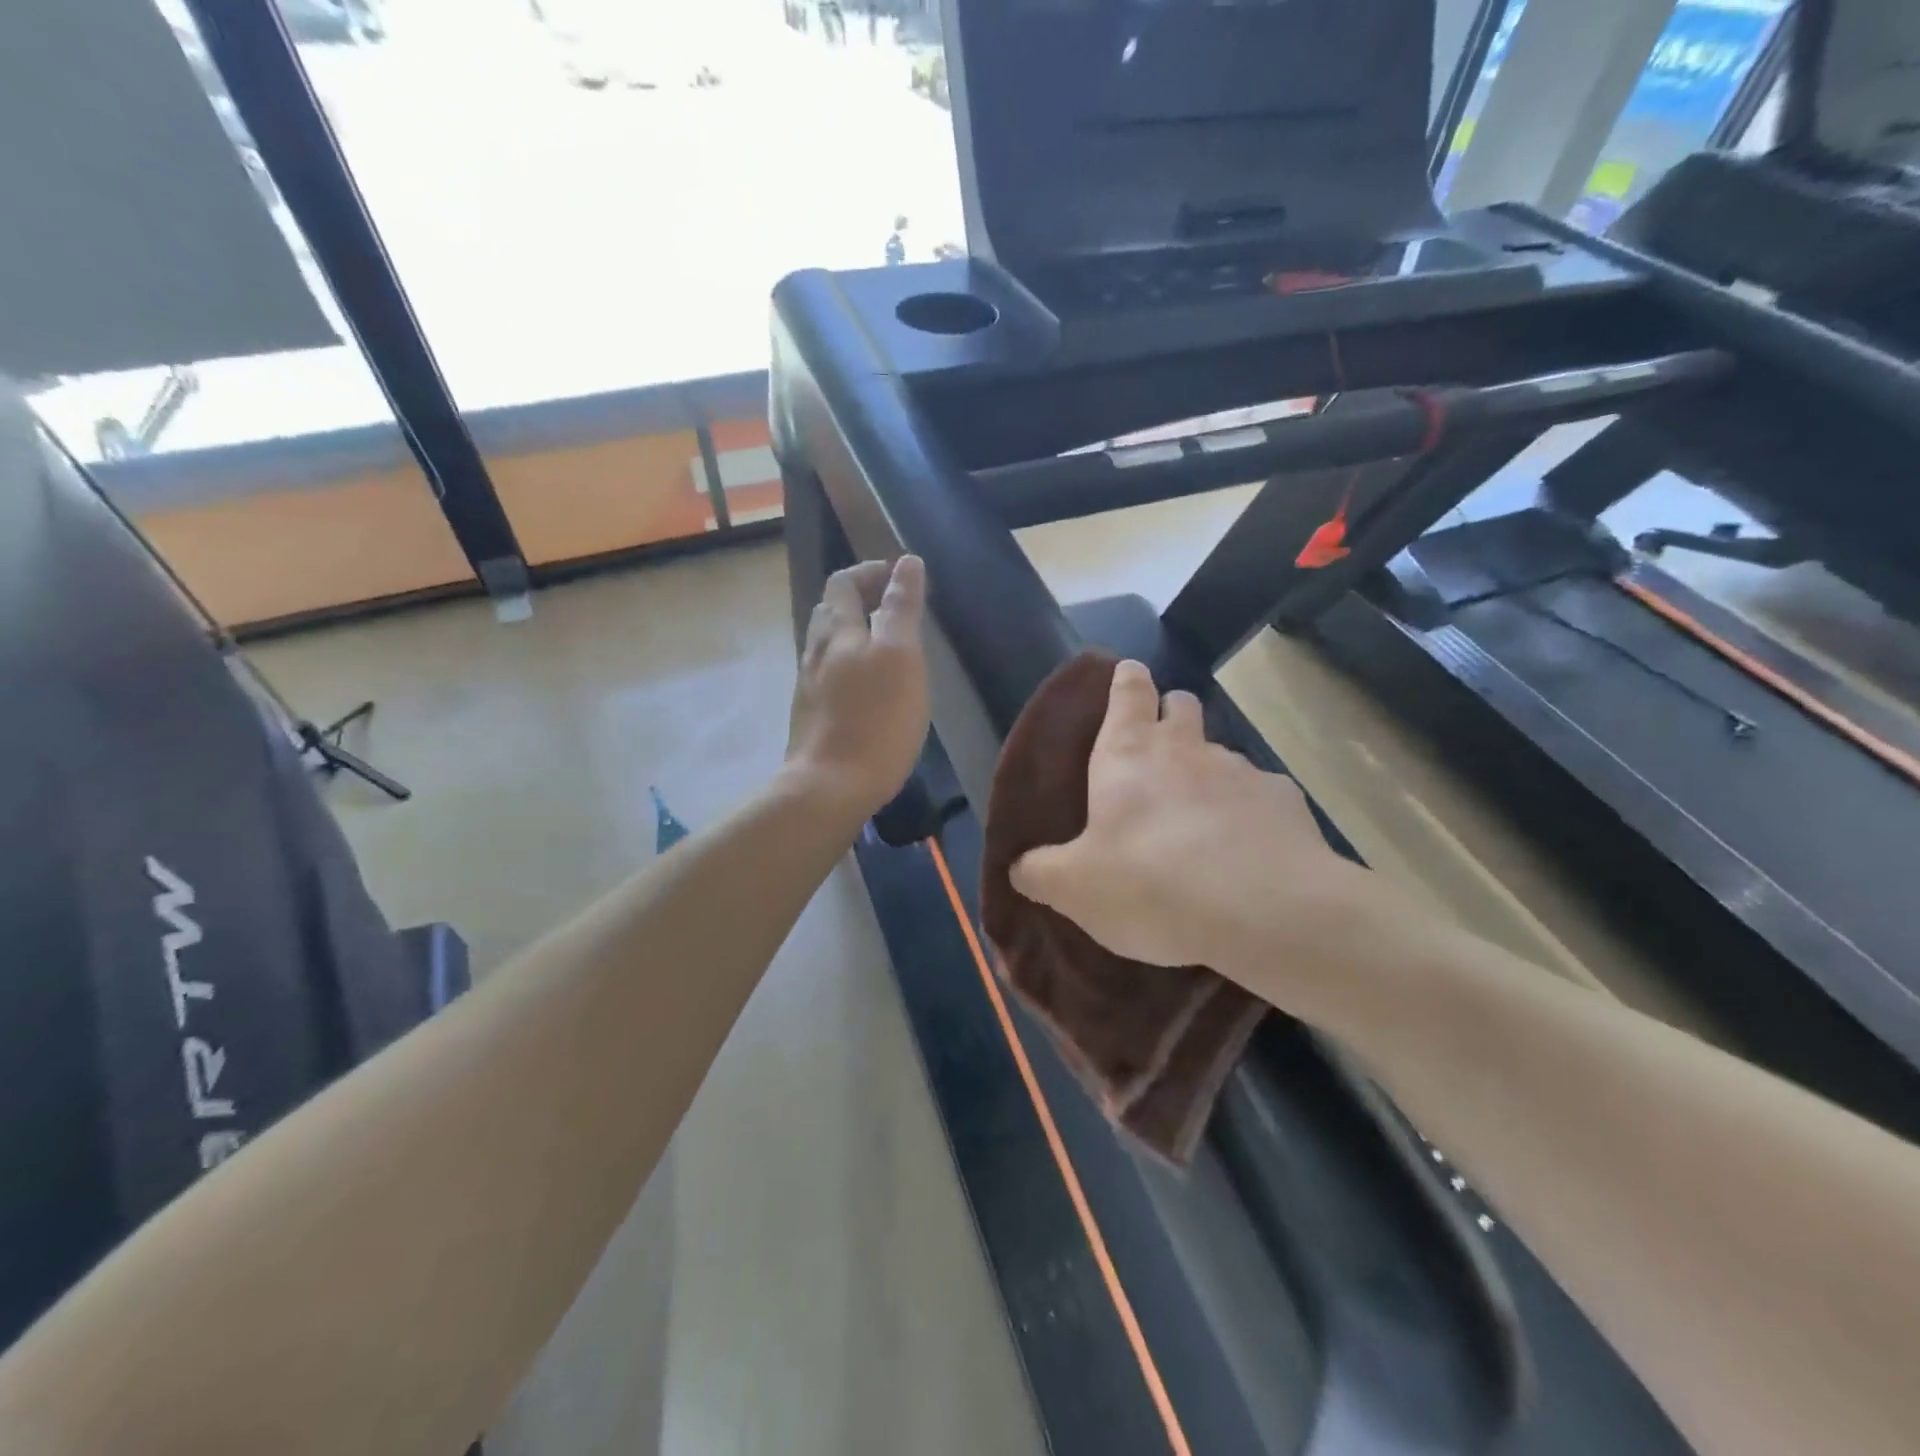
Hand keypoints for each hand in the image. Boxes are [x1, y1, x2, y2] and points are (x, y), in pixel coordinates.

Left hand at [785, 556, 929, 821]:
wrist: (830, 786)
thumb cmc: (875, 720)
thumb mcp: (900, 656)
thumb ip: (902, 607)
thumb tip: (906, 563)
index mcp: (838, 631)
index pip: (845, 583)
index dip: (870, 572)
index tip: (899, 576)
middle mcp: (816, 652)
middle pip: (830, 611)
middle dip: (859, 598)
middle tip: (893, 606)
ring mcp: (809, 686)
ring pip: (826, 643)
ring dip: (852, 631)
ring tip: (882, 642)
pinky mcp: (811, 715)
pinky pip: (826, 674)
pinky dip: (847, 662)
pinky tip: (865, 684)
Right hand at [1009, 660, 1383, 1005]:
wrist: (1262, 912)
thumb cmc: (1151, 884)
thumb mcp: (1074, 888)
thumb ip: (1040, 871)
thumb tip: (1019, 866)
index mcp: (1128, 753)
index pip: (1128, 689)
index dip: (1126, 680)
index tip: (1126, 677)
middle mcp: (1186, 748)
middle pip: (1180, 705)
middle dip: (1169, 716)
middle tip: (1157, 758)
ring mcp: (1240, 770)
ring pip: (1220, 753)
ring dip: (1206, 774)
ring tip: (1199, 825)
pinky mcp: (1285, 800)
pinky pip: (1260, 796)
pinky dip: (1247, 814)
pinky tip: (1244, 854)